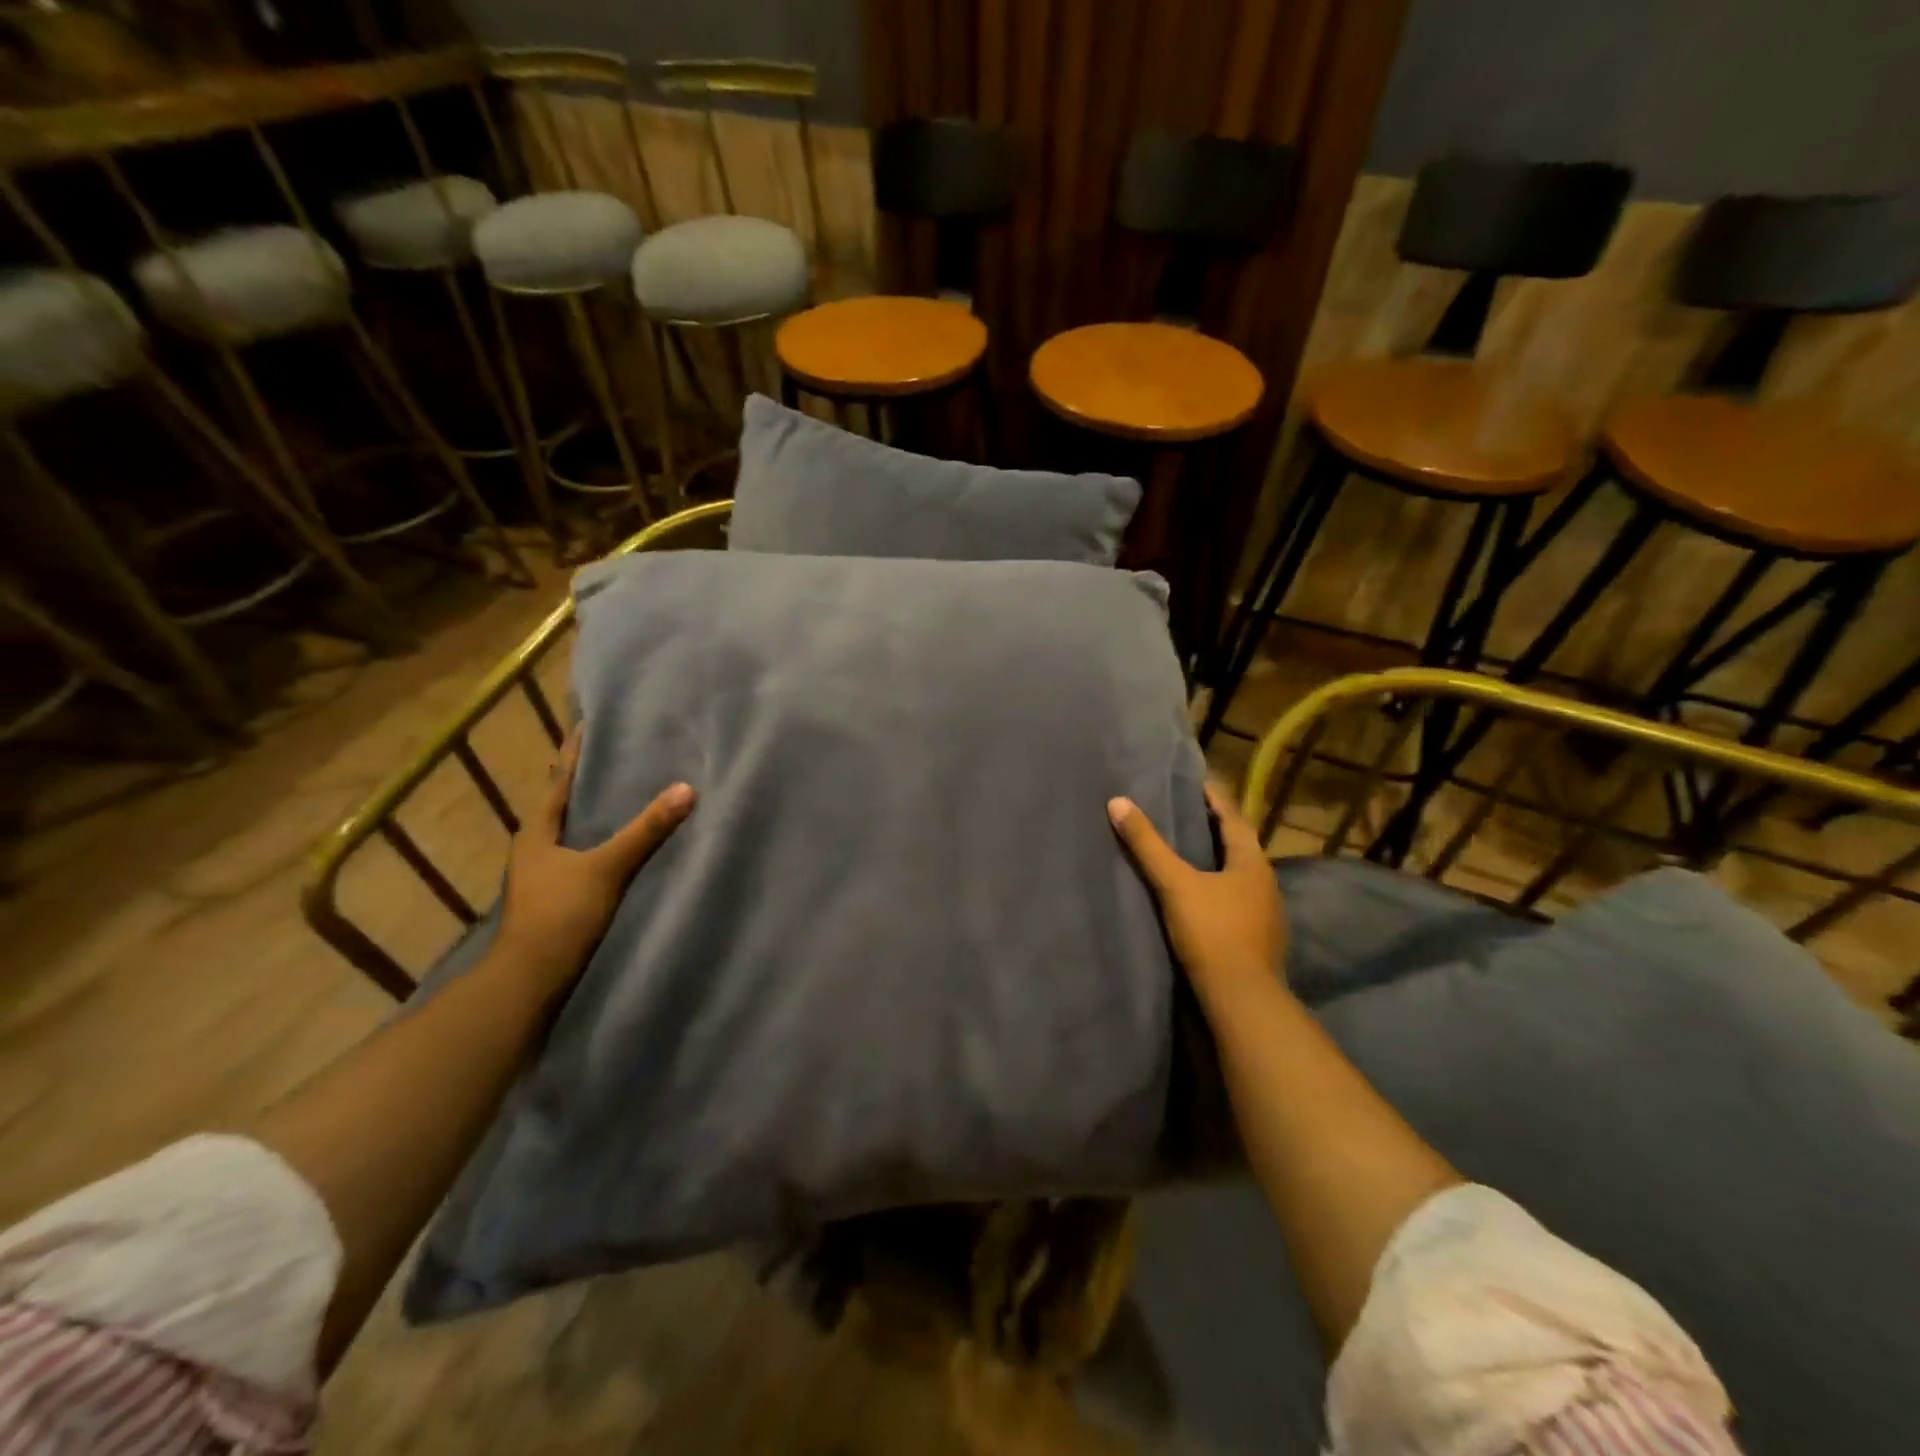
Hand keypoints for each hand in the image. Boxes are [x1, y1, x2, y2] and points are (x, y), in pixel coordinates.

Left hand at [494, 728, 694, 1001]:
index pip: (557, 779)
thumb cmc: (560, 915)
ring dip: (594, 811)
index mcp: (537, 831)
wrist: (531, 980)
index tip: (588, 724)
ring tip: (626, 791)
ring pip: (572, 831)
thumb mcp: (607, 868)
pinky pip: (582, 854)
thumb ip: (646, 831)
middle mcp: (536, 847)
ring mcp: (545, 874)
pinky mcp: (559, 896)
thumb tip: (687, 789)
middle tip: (619, 753)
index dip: (573, 752)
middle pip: (563, 802)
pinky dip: (601, 840)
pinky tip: (623, 843)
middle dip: (586, 779)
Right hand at [1108, 782, 1286, 998]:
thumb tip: (1118, 802)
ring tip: (1193, 853)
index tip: (1198, 783)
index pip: (1234, 819)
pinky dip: (1221, 889)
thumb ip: (1147, 845)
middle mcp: (1266, 884)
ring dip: (1220, 861)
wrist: (1242, 999)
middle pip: (1241, 846)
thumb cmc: (1212, 932)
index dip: (1216, 799)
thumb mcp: (1174, 884)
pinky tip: (1203, 897)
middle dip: (1217, 829)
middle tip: (1190, 813)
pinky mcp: (1260, 939)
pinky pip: (1239, 901)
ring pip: (1241, 876)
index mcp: (1252, 863)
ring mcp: (1267, 914)